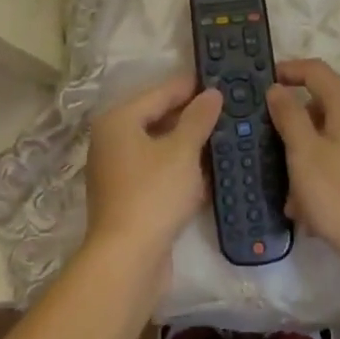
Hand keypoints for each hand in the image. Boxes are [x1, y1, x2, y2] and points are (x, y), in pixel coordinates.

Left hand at [83, 74, 221, 269]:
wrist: (128, 259)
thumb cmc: (154, 194)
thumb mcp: (182, 151)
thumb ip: (198, 119)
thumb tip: (211, 94)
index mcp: (118, 121)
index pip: (159, 93)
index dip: (190, 86)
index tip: (220, 79)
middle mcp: (112, 141)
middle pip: (157, 119)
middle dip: (192, 116)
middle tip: (227, 108)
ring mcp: (118, 171)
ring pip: (160, 148)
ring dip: (189, 144)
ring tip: (225, 136)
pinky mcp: (128, 197)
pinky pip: (159, 172)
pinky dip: (181, 169)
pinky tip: (209, 171)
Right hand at [266, 60, 339, 264]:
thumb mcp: (303, 153)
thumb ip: (288, 115)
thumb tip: (277, 88)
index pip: (317, 70)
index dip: (289, 70)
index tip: (265, 83)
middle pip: (324, 106)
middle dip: (295, 126)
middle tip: (272, 149)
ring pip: (333, 139)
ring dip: (307, 157)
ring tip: (290, 195)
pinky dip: (324, 173)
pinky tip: (311, 208)